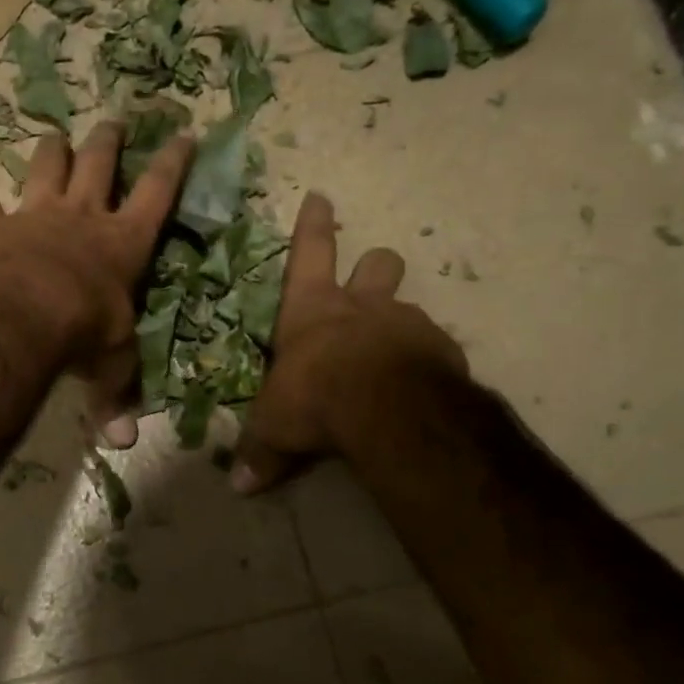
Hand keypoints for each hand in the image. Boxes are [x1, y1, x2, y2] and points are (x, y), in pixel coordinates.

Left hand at [0, 120, 194, 447]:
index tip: (184, 134)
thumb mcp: (109, 363)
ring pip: (46, 165)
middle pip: (100, 163)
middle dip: (110, 140)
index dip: (174, 163)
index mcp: (124, 242)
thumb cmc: (82, 331)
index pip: (159, 192)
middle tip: (115, 121)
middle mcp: (83, 217)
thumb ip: (115, 394)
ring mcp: (36, 215)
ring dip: (51, 150)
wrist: (23, 312)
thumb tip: (122, 444)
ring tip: (54, 136)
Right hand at [232, 192, 467, 492]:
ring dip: (399, 322)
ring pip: (409, 304)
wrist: (385, 408)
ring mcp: (407, 324)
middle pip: (378, 263)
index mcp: (313, 310)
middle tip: (370, 284)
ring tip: (392, 355)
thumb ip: (260, 452)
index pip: (310, 253)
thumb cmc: (314, 397)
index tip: (320, 196)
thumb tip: (239, 487)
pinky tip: (418, 387)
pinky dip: (425, 361)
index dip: (313, 226)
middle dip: (374, 267)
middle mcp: (363, 307)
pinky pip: (435, 347)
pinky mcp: (443, 351)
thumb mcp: (275, 428)